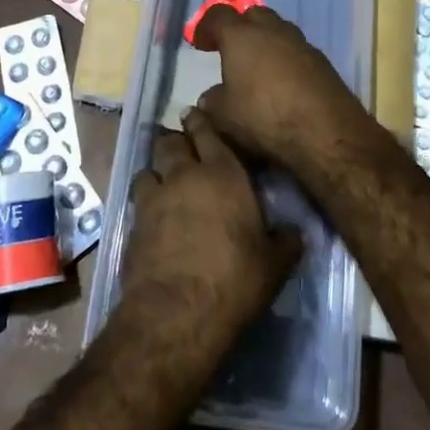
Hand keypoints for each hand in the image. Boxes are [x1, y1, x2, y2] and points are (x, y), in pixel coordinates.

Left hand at [119, 116, 300, 340]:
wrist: (177, 313)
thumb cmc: (234, 280)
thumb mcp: (274, 264)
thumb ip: (286, 241)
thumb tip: (297, 232)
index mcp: (222, 174)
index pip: (207, 133)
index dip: (201, 123)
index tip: (197, 116)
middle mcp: (184, 176)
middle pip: (171, 142)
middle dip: (176, 142)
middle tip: (182, 148)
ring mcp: (154, 198)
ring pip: (149, 167)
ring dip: (157, 171)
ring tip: (164, 181)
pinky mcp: (133, 224)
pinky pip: (138, 200)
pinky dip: (145, 202)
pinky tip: (153, 217)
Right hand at [191, 4, 382, 172]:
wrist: (325, 131)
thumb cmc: (263, 116)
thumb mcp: (223, 116)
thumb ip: (212, 101)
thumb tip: (210, 97)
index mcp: (241, 36)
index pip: (218, 15)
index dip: (206, 26)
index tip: (200, 43)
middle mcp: (271, 30)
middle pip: (252, 14)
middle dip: (240, 27)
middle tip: (231, 49)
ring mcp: (300, 42)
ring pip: (278, 30)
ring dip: (265, 41)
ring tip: (258, 67)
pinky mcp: (322, 60)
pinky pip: (296, 50)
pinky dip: (285, 59)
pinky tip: (283, 82)